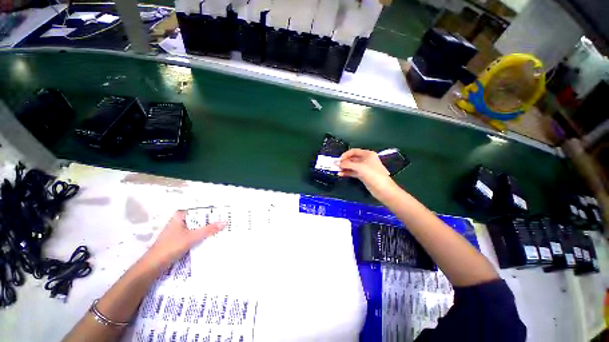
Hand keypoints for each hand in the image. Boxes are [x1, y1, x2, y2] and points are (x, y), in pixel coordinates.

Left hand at [145, 211, 225, 268]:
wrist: (153, 266)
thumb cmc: (170, 247)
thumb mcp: (192, 237)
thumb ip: (208, 229)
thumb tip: (225, 222)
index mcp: (180, 216)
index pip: (200, 209)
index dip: (212, 211)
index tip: (225, 212)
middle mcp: (180, 221)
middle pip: (199, 218)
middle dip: (212, 220)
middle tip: (227, 220)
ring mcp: (180, 230)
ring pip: (198, 227)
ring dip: (208, 229)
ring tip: (223, 228)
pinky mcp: (180, 239)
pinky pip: (195, 234)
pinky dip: (202, 235)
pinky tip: (212, 237)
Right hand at [339, 149, 398, 201]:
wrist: (382, 189)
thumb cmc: (372, 174)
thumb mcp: (359, 167)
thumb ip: (346, 164)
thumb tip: (336, 163)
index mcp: (367, 154)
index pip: (354, 151)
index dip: (345, 155)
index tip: (338, 160)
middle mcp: (366, 160)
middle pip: (352, 159)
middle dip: (344, 162)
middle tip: (336, 166)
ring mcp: (364, 168)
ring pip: (352, 166)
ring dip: (344, 168)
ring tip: (337, 170)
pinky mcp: (363, 175)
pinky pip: (353, 172)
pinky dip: (347, 172)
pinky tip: (341, 174)